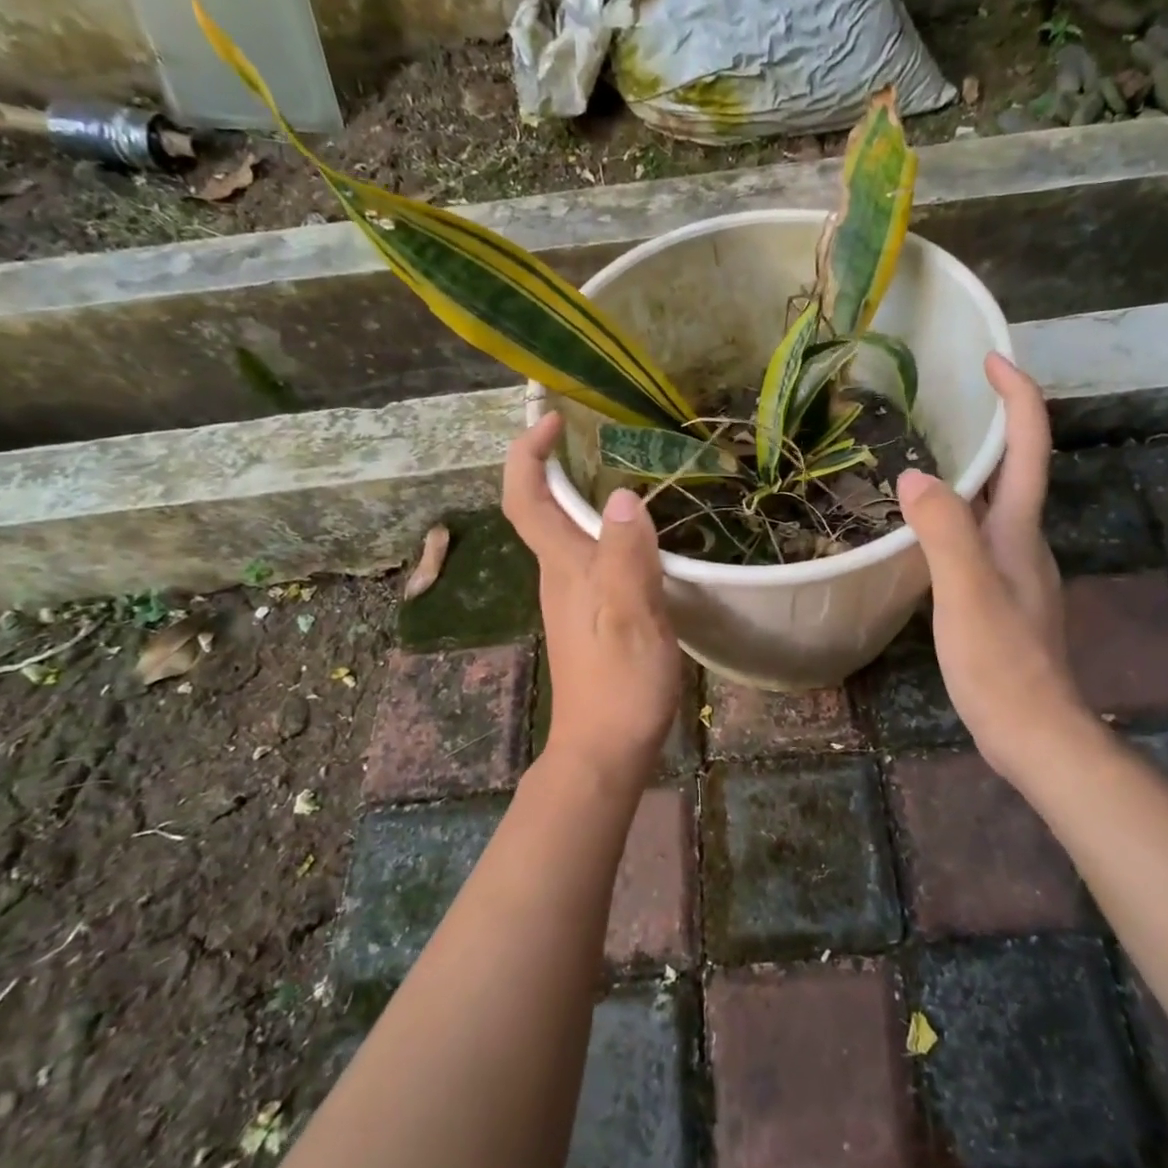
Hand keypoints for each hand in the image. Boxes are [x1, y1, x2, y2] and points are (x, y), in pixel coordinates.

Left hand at [503, 413, 681, 783]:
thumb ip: (627, 554)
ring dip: (582, 495)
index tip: (550, 420)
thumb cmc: (619, 682)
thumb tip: (625, 496)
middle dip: (556, 464)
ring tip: (628, 472)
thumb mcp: (631, 613)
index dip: (527, 455)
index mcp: (564, 567)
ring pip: (567, 533)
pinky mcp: (591, 616)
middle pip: (542, 509)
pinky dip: (606, 530)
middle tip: (597, 434)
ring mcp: (573, 598)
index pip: (527, 499)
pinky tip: (640, 535)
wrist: (605, 748)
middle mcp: (559, 575)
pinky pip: (591, 557)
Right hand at [896, 353, 1092, 777]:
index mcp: (1019, 530)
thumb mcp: (965, 593)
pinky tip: (928, 528)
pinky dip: (959, 512)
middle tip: (948, 399)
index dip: (1017, 398)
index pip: (1029, 448)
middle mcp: (1024, 541)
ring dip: (974, 469)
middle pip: (1017, 470)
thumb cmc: (1001, 662)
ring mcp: (1016, 570)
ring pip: (997, 504)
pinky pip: (981, 535)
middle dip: (994, 425)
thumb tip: (914, 476)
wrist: (1032, 731)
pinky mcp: (1002, 596)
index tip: (991, 359)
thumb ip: (944, 533)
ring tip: (928, 452)